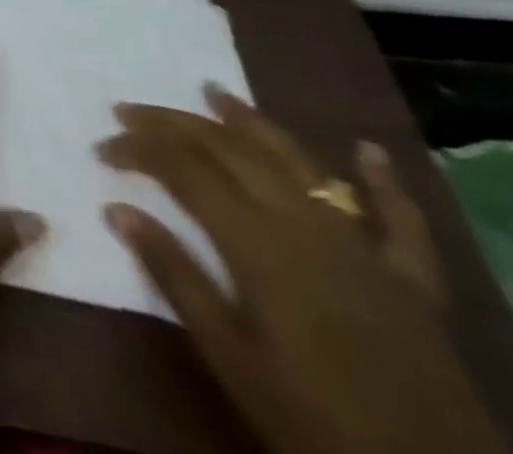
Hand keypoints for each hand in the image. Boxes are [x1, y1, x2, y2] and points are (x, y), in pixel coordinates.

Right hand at [99, 88, 505, 453]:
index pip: (183, 171)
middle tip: (129, 110)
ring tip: (214, 91)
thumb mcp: (230, 357)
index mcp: (258, 244)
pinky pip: (401, 222)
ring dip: (253, 124)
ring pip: (300, 165)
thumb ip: (175, 276)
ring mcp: (365, 250)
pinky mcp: (412, 281)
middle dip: (174, 123)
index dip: (137, 149)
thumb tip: (116, 208)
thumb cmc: (314, 421)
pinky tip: (367, 149)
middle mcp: (307, 227)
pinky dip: (384, 182)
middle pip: (232, 152)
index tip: (100, 148)